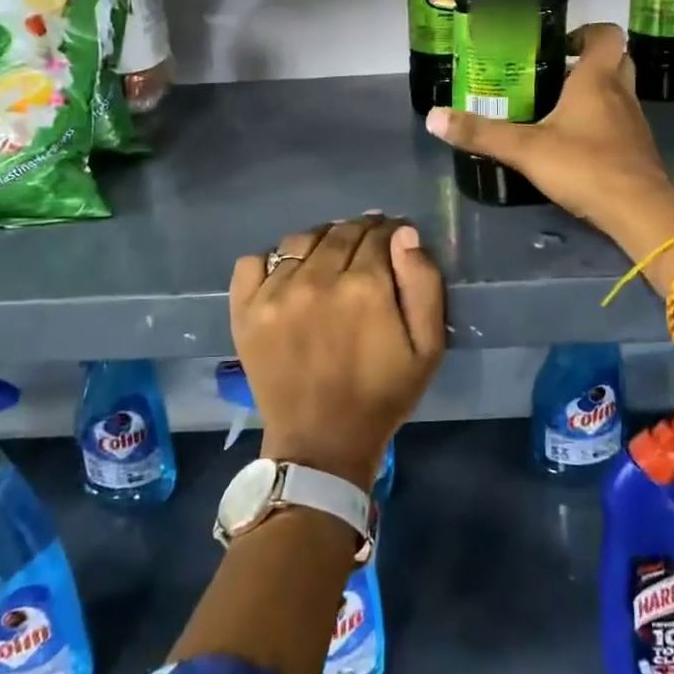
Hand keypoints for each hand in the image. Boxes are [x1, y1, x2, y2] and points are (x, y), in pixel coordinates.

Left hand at [230, 216, 445, 491]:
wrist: (321, 442)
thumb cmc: (382, 395)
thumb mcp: (428, 347)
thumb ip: (423, 284)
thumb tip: (404, 234)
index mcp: (365, 286)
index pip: (378, 234)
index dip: (390, 233)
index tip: (394, 241)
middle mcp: (317, 279)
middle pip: (340, 232)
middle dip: (359, 232)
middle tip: (366, 247)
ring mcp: (275, 293)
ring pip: (300, 240)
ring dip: (321, 240)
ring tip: (329, 257)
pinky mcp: (245, 310)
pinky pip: (253, 261)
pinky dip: (271, 259)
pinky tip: (288, 275)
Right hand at [425, 22, 673, 248]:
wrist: (638, 210)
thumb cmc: (584, 166)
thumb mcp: (525, 149)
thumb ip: (480, 133)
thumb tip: (433, 117)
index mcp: (598, 79)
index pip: (607, 34)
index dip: (586, 32)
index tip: (559, 46)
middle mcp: (621, 93)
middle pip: (616, 61)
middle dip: (589, 62)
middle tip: (556, 74)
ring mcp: (634, 122)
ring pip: (619, 93)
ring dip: (595, 94)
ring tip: (557, 109)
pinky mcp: (638, 149)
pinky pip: (620, 123)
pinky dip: (601, 124)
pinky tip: (575, 144)